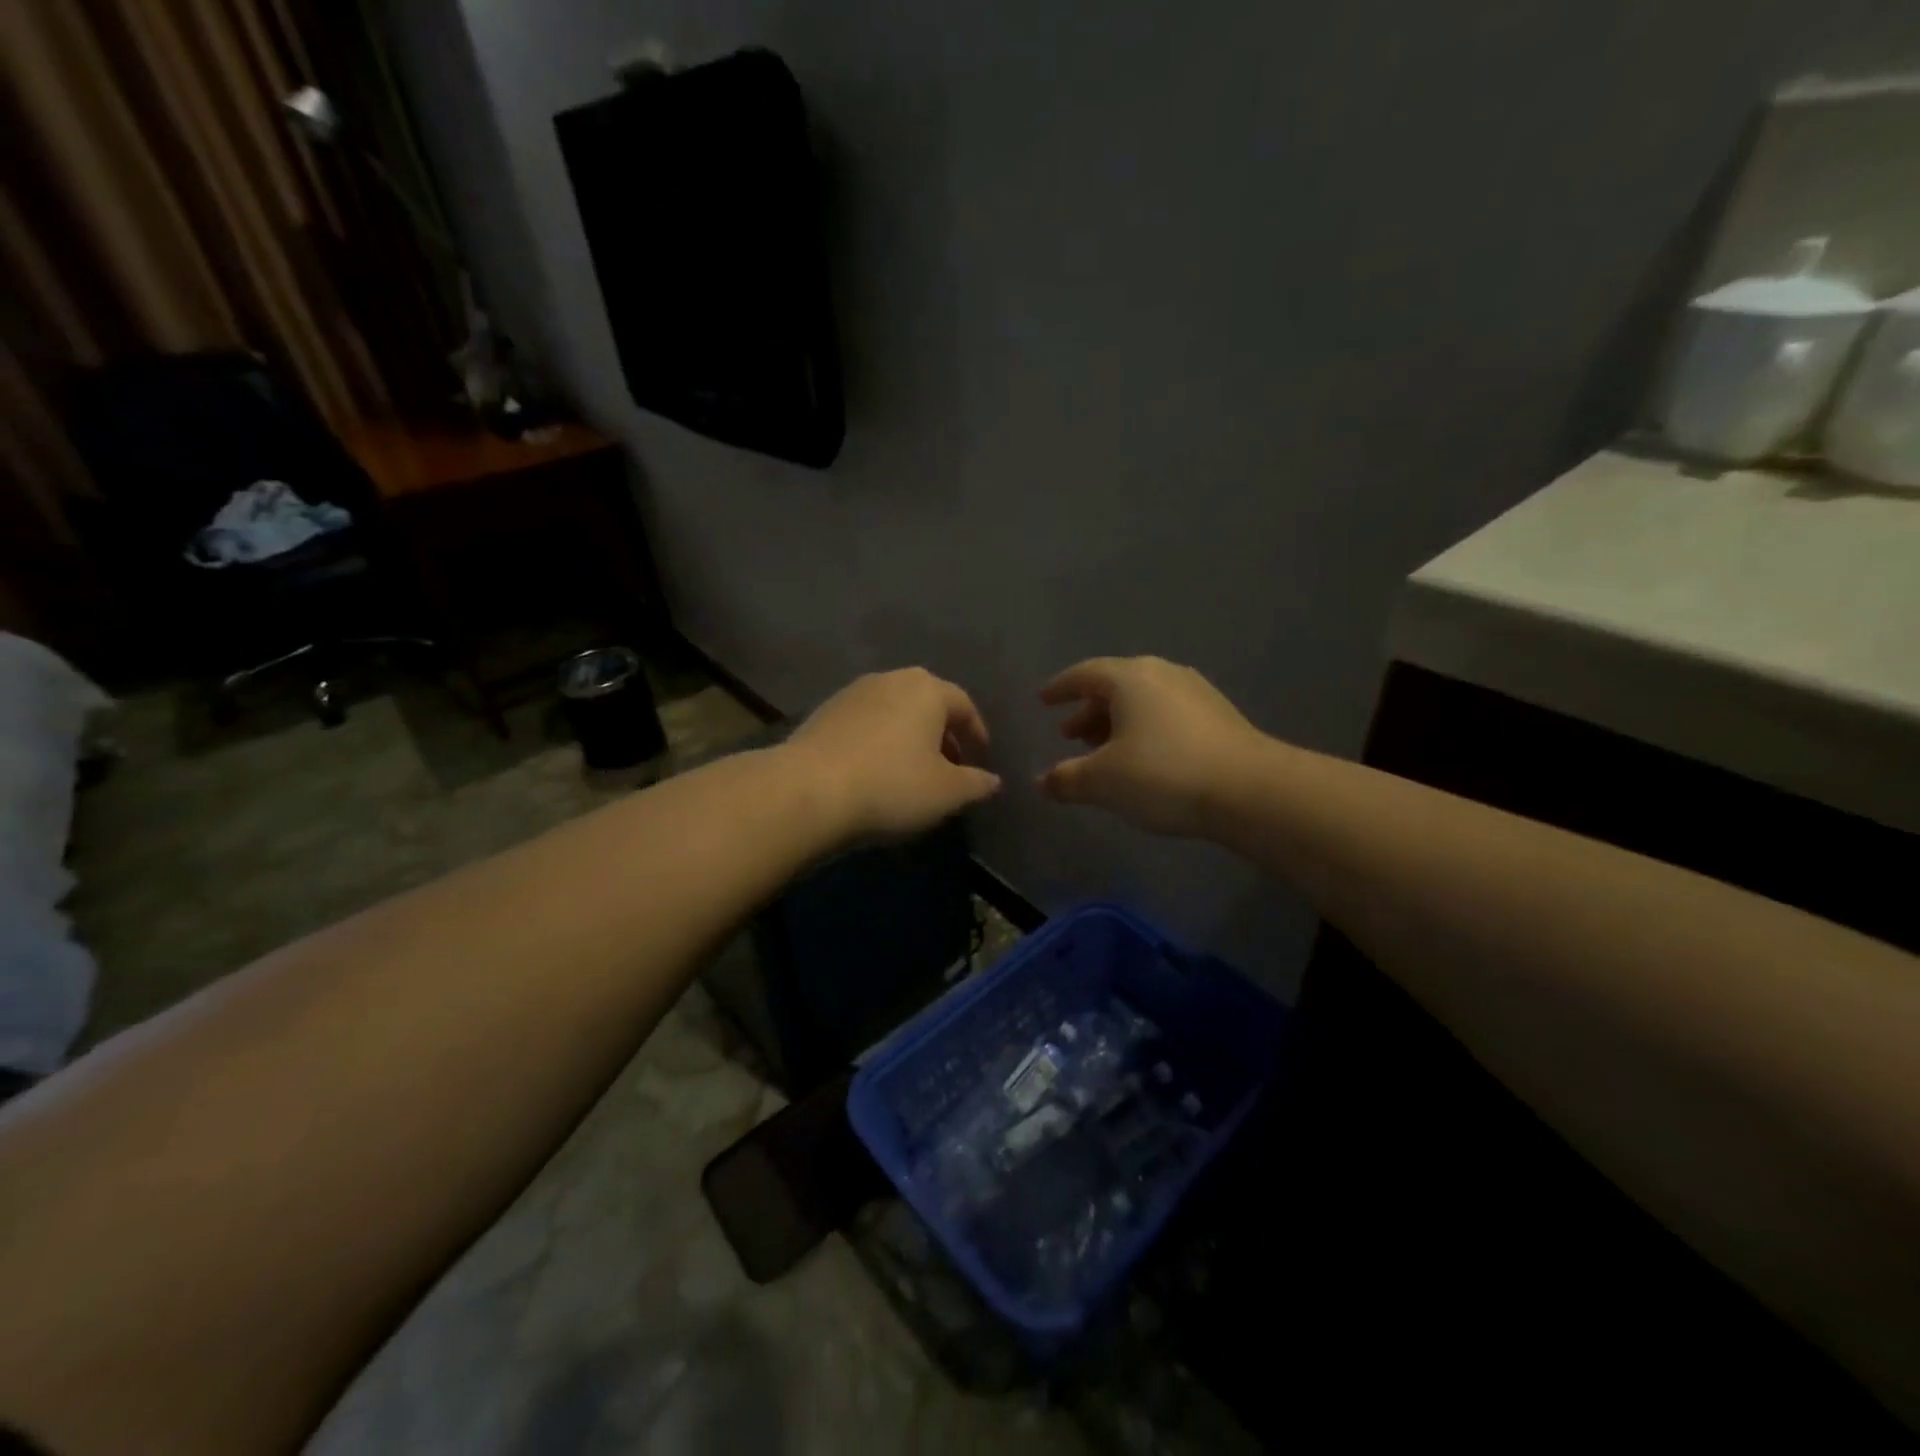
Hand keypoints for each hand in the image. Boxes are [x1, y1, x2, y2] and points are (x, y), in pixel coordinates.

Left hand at [784, 668, 1001, 839]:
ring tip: (912, 773)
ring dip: (909, 739)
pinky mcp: (823, 713)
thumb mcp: (947, 792)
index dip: (977, 736)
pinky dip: (879, 744)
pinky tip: (875, 773)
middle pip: (928, 705)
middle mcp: (890, 680)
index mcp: (927, 689)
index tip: (981, 763)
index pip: (964, 706)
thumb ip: (976, 783)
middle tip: (950, 769)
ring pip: (894, 713)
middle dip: (943, 735)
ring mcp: (852, 693)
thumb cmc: (891, 785)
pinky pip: (865, 725)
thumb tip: (992, 781)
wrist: (807, 791)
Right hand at [1039, 656, 1267, 837]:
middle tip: (1070, 735)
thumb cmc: (1164, 775)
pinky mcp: (1218, 715)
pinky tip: (1143, 758)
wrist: (1250, 791)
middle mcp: (1162, 674)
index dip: (1061, 688)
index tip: (1044, 700)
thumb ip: (1066, 779)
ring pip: (1143, 700)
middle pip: (1115, 686)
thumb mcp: (1103, 782)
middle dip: (1089, 710)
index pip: (1085, 674)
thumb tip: (1041, 782)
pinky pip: (1166, 713)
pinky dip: (1145, 729)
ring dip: (1117, 722)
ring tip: (1103, 750)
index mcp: (1130, 678)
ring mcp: (1195, 692)